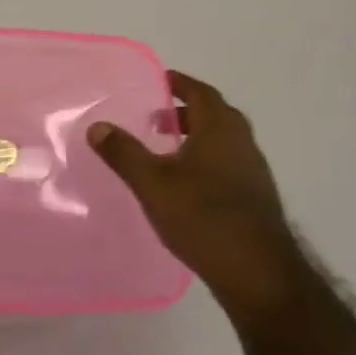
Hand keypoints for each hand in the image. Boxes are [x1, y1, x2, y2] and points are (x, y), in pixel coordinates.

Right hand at [87, 71, 303, 321]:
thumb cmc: (202, 217)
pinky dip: (207, 161)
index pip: (201, 92)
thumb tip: (97, 126)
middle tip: (157, 119)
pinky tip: (188, 186)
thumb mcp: (152, 183)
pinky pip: (229, 164)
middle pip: (216, 114)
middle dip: (187, 111)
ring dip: (198, 137)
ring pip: (224, 141)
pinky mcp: (256, 198)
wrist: (258, 273)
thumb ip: (124, 153)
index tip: (160, 81)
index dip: (180, 83)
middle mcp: (242, 143)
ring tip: (167, 152)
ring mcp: (254, 172)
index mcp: (220, 129)